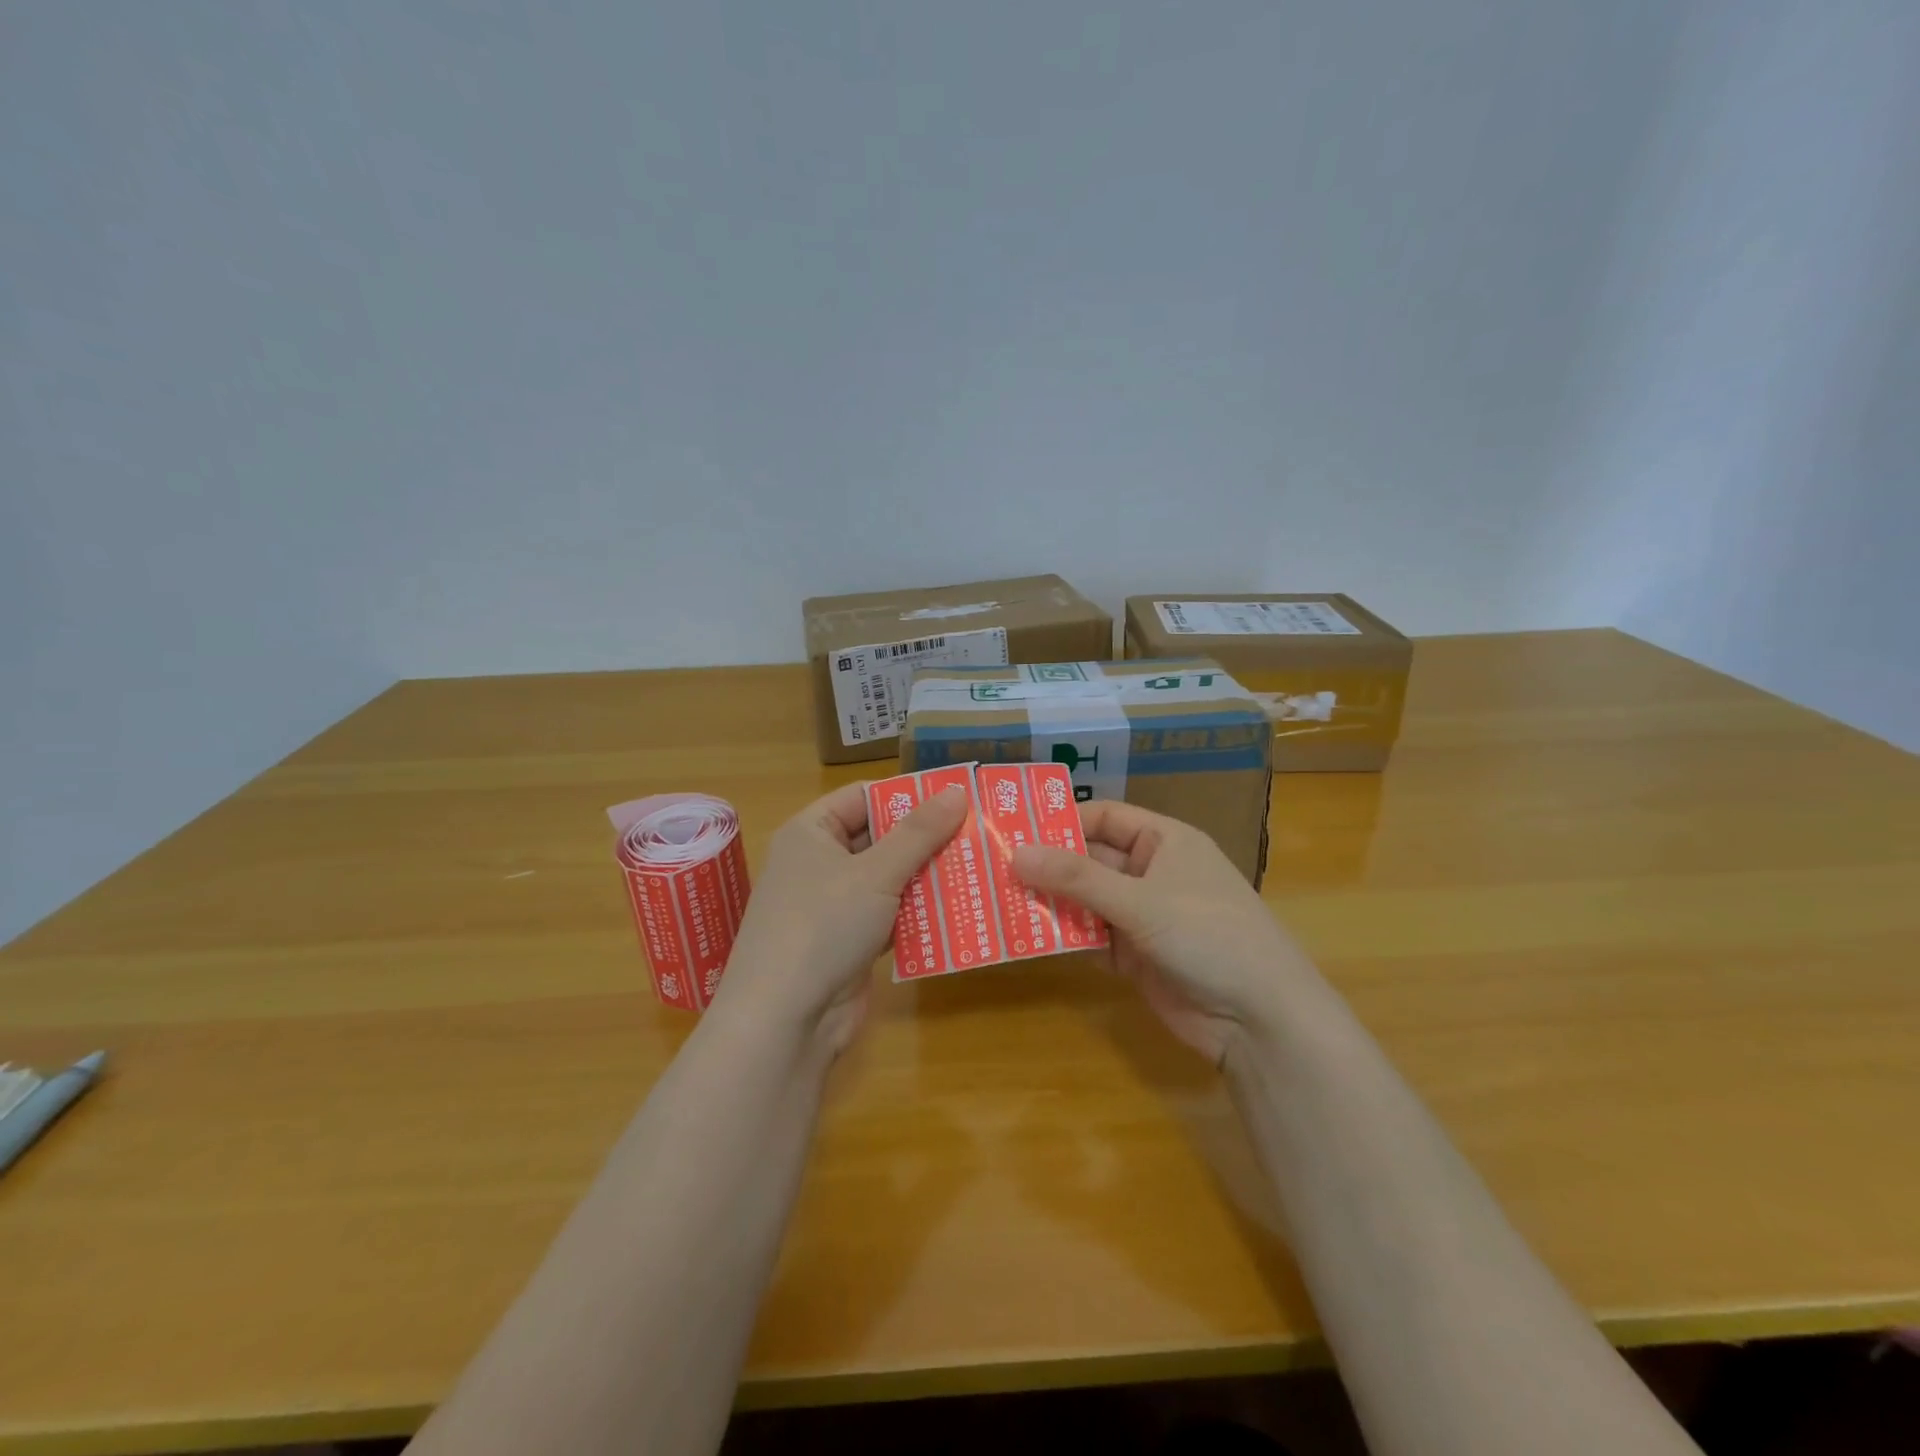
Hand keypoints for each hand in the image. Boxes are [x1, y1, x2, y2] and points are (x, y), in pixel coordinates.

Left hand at [713, 781, 967, 1054]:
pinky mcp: (849, 942)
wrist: (784, 1021)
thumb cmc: (823, 926)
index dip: (907, 795)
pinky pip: (891, 915)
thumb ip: (919, 833)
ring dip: (928, 877)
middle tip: (979, 832)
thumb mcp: (875, 873)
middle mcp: (819, 863)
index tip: (956, 796)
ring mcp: (833, 905)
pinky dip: (919, 914)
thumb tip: (957, 792)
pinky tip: (960, 910)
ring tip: (981, 866)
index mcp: (811, 832)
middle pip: (880, 838)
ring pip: (889, 879)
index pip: (864, 797)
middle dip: (926, 838)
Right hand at [1013, 800, 1318, 1067]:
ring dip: (1049, 902)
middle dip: (1046, 865)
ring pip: (1085, 900)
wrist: (1260, 1020)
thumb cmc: (1208, 935)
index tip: (1011, 831)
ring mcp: (1143, 916)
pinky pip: (1090, 937)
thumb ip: (1077, 878)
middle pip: (1089, 859)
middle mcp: (1151, 872)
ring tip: (994, 900)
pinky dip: (1063, 937)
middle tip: (989, 868)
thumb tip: (1015, 853)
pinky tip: (1023, 938)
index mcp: (1164, 840)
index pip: (1103, 818)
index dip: (1060, 822)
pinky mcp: (1135, 956)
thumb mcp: (1141, 900)